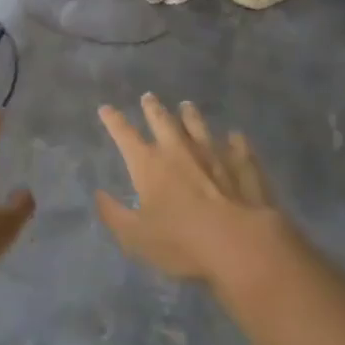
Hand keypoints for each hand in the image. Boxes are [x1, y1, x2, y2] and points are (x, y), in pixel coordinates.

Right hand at [95, 95, 278, 284]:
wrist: (242, 247)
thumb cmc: (181, 242)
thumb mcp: (135, 237)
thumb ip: (114, 214)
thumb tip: (99, 194)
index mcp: (149, 164)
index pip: (125, 135)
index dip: (114, 120)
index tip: (106, 108)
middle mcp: (179, 152)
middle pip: (163, 122)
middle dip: (153, 108)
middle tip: (148, 97)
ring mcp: (215, 156)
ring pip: (199, 128)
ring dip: (191, 116)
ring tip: (186, 106)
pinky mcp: (245, 169)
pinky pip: (239, 149)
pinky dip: (236, 141)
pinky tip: (236, 136)